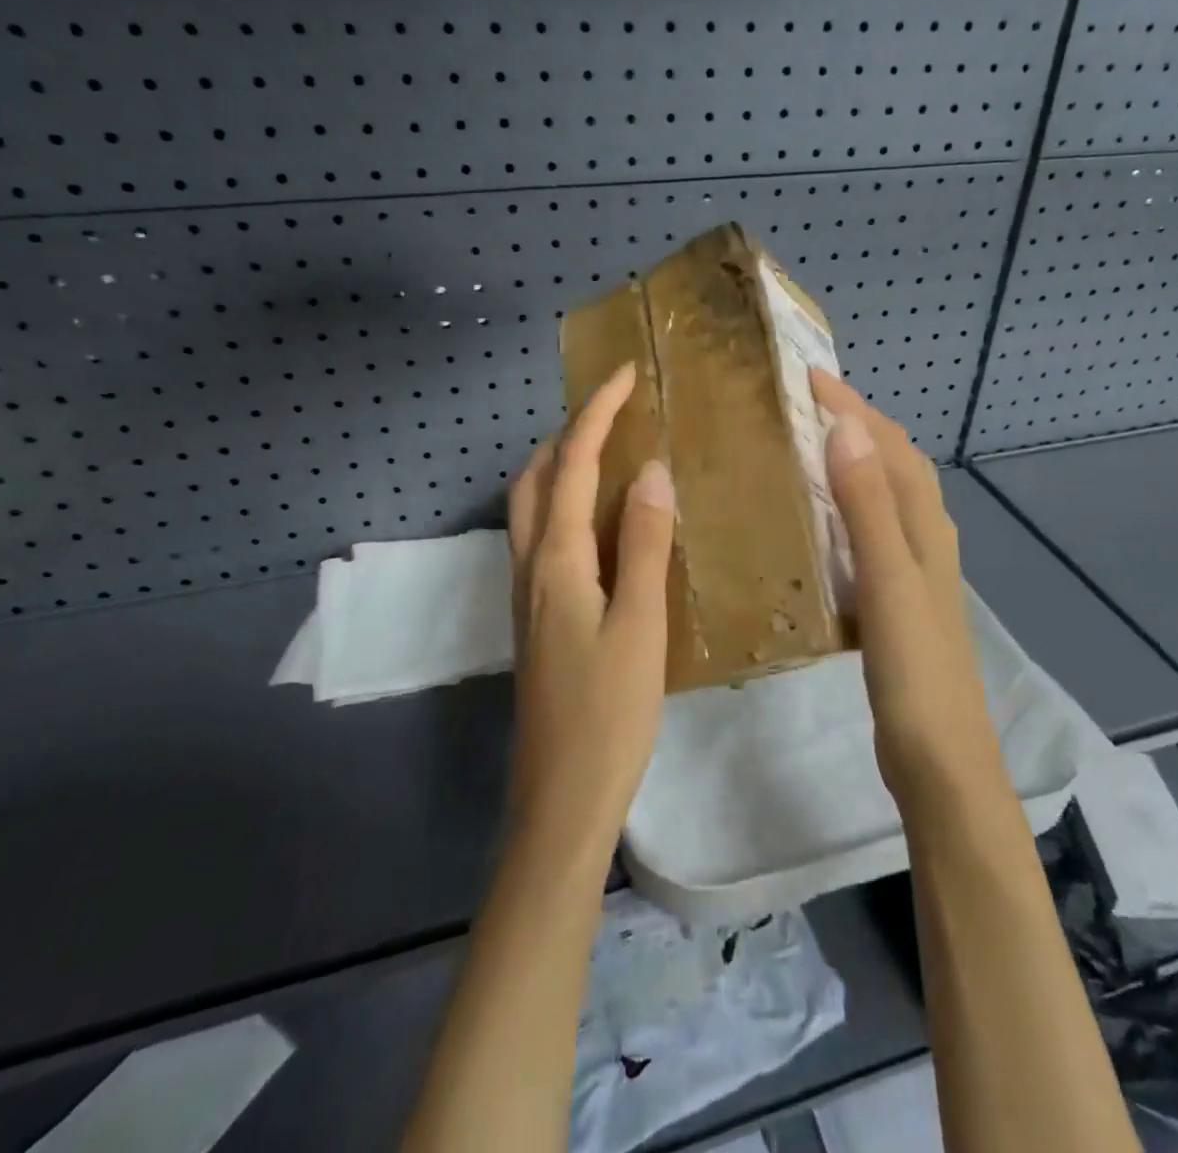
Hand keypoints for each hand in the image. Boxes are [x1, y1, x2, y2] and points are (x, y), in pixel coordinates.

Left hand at [506, 362, 676, 847]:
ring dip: (560, 468)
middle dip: (567, 434)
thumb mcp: (640, 626)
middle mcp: (530, 568)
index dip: (595, 414)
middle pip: (535, 479)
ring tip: (608, 455)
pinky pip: (542, 539)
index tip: (624, 376)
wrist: (561, 800)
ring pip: (531, 509)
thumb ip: (645, 546)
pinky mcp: (535, 620)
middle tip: (615, 414)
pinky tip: (601, 525)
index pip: (571, 465)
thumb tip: (651, 472)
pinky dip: (564, 506)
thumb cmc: (608, 715)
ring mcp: (526, 596)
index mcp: (556, 561)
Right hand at [810, 370, 1004, 816]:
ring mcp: (912, 570)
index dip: (851, 406)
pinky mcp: (895, 598)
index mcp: (925, 526)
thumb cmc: (915, 668)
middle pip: (892, 463)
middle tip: (798, 405)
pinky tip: (814, 523)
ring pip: (881, 496)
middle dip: (853, 423)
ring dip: (849, 462)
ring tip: (800, 448)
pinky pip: (868, 532)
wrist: (941, 758)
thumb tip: (846, 426)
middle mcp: (924, 538)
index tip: (803, 376)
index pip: (889, 445)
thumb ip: (867, 506)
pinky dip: (844, 507)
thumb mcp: (888, 580)